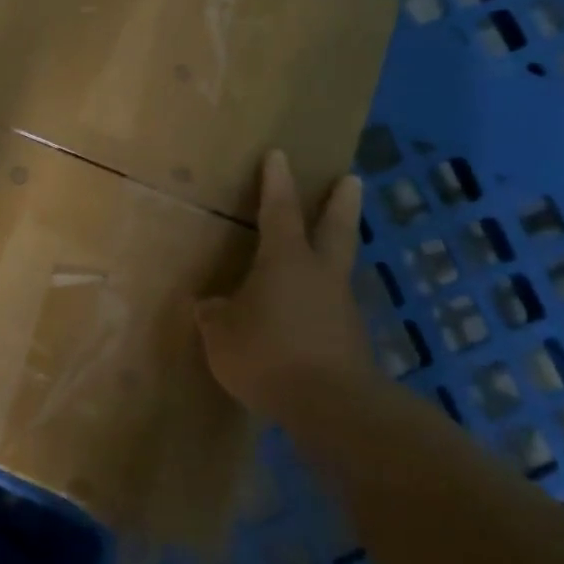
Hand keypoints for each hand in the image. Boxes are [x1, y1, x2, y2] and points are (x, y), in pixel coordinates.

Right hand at [196, 150, 373, 415]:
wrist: (333, 408)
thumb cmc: (269, 354)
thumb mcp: (222, 334)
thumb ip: (216, 315)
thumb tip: (212, 306)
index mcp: (285, 260)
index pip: (280, 210)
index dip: (277, 183)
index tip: (279, 155)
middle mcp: (320, 274)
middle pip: (335, 228)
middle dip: (341, 202)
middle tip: (351, 179)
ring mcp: (341, 306)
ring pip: (338, 268)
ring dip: (334, 253)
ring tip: (320, 253)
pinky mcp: (351, 340)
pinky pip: (332, 307)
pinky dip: (322, 301)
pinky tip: (306, 316)